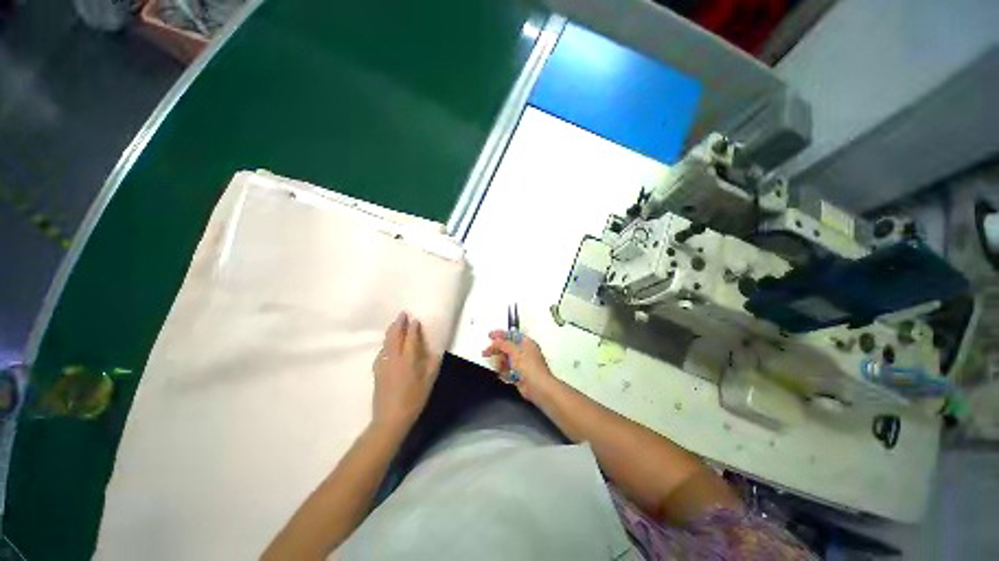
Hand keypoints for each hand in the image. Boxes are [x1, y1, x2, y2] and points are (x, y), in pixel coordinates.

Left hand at [371, 312, 438, 432]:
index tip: (415, 319)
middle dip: (399, 323)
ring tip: (395, 324)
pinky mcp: (377, 371)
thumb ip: (432, 364)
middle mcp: (394, 358)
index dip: (413, 328)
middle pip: (395, 335)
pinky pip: (382, 351)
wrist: (390, 418)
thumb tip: (434, 351)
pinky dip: (386, 343)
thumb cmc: (413, 399)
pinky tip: (388, 344)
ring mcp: (383, 364)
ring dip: (391, 331)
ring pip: (386, 342)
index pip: (411, 338)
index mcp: (408, 360)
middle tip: (402, 314)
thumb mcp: (428, 382)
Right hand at [481, 330, 556, 401]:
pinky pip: (507, 370)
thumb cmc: (529, 367)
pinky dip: (504, 371)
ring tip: (497, 367)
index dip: (500, 334)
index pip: (511, 335)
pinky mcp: (518, 374)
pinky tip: (503, 374)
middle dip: (496, 350)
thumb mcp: (515, 352)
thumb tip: (495, 340)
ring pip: (506, 359)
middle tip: (485, 352)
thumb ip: (504, 344)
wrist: (538, 388)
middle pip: (507, 347)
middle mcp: (524, 351)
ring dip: (500, 362)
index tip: (489, 336)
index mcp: (526, 343)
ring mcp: (521, 363)